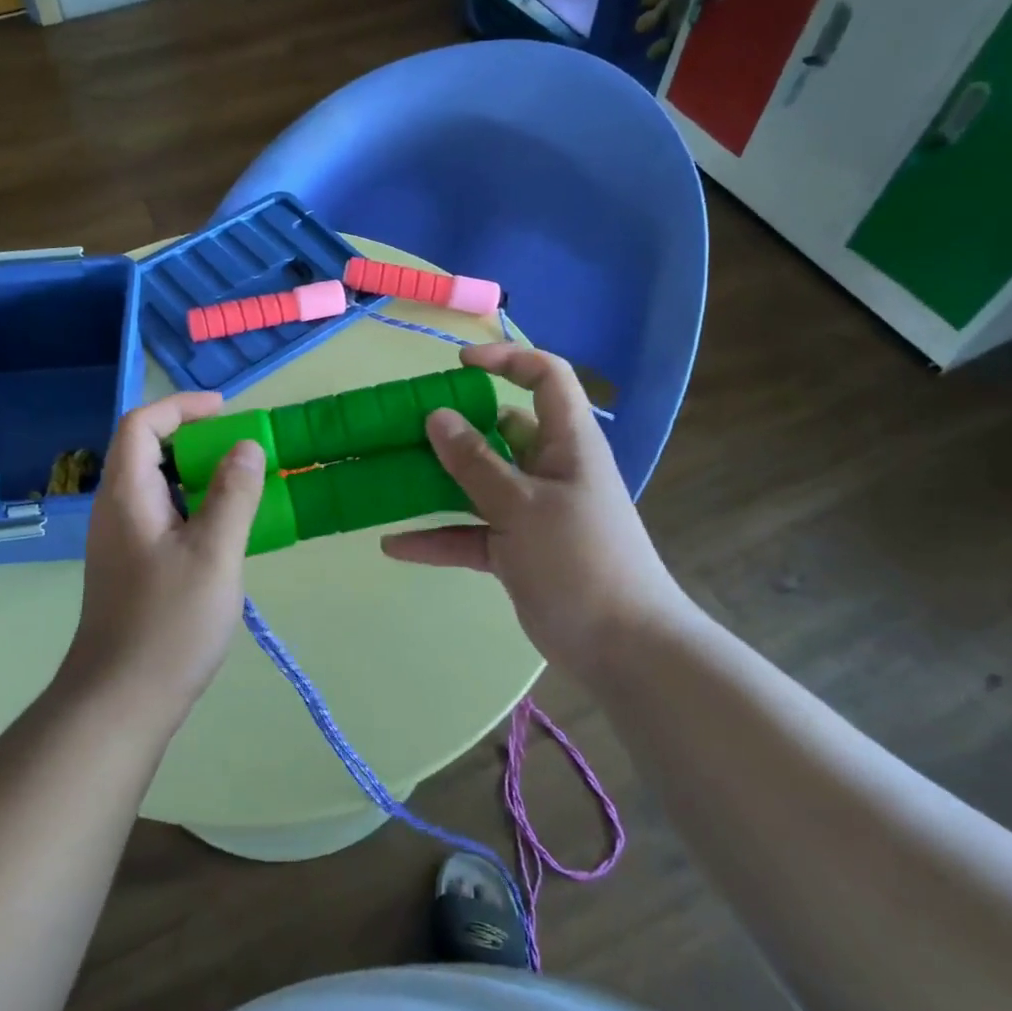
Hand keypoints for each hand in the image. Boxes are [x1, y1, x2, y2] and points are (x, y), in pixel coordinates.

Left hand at [65, 393, 265, 730]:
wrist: (120, 702)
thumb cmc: (169, 623)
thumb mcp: (214, 553)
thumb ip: (233, 495)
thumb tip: (246, 446)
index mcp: (127, 495)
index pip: (141, 425)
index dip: (180, 408)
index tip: (225, 411)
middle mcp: (116, 510)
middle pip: (147, 451)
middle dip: (195, 440)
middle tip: (241, 450)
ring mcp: (121, 541)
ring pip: (157, 487)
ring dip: (197, 476)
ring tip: (242, 486)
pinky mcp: (132, 567)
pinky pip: (162, 517)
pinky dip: (193, 507)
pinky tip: (224, 532)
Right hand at [381, 343, 689, 666]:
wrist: (622, 650)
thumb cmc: (580, 560)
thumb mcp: (522, 505)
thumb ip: (476, 462)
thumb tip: (436, 416)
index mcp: (566, 443)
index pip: (546, 378)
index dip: (507, 360)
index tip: (457, 366)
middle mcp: (547, 469)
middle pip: (499, 431)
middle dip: (454, 426)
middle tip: (405, 426)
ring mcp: (530, 511)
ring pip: (478, 483)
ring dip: (438, 482)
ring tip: (389, 475)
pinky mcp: (515, 550)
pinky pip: (470, 533)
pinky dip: (437, 537)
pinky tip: (394, 544)